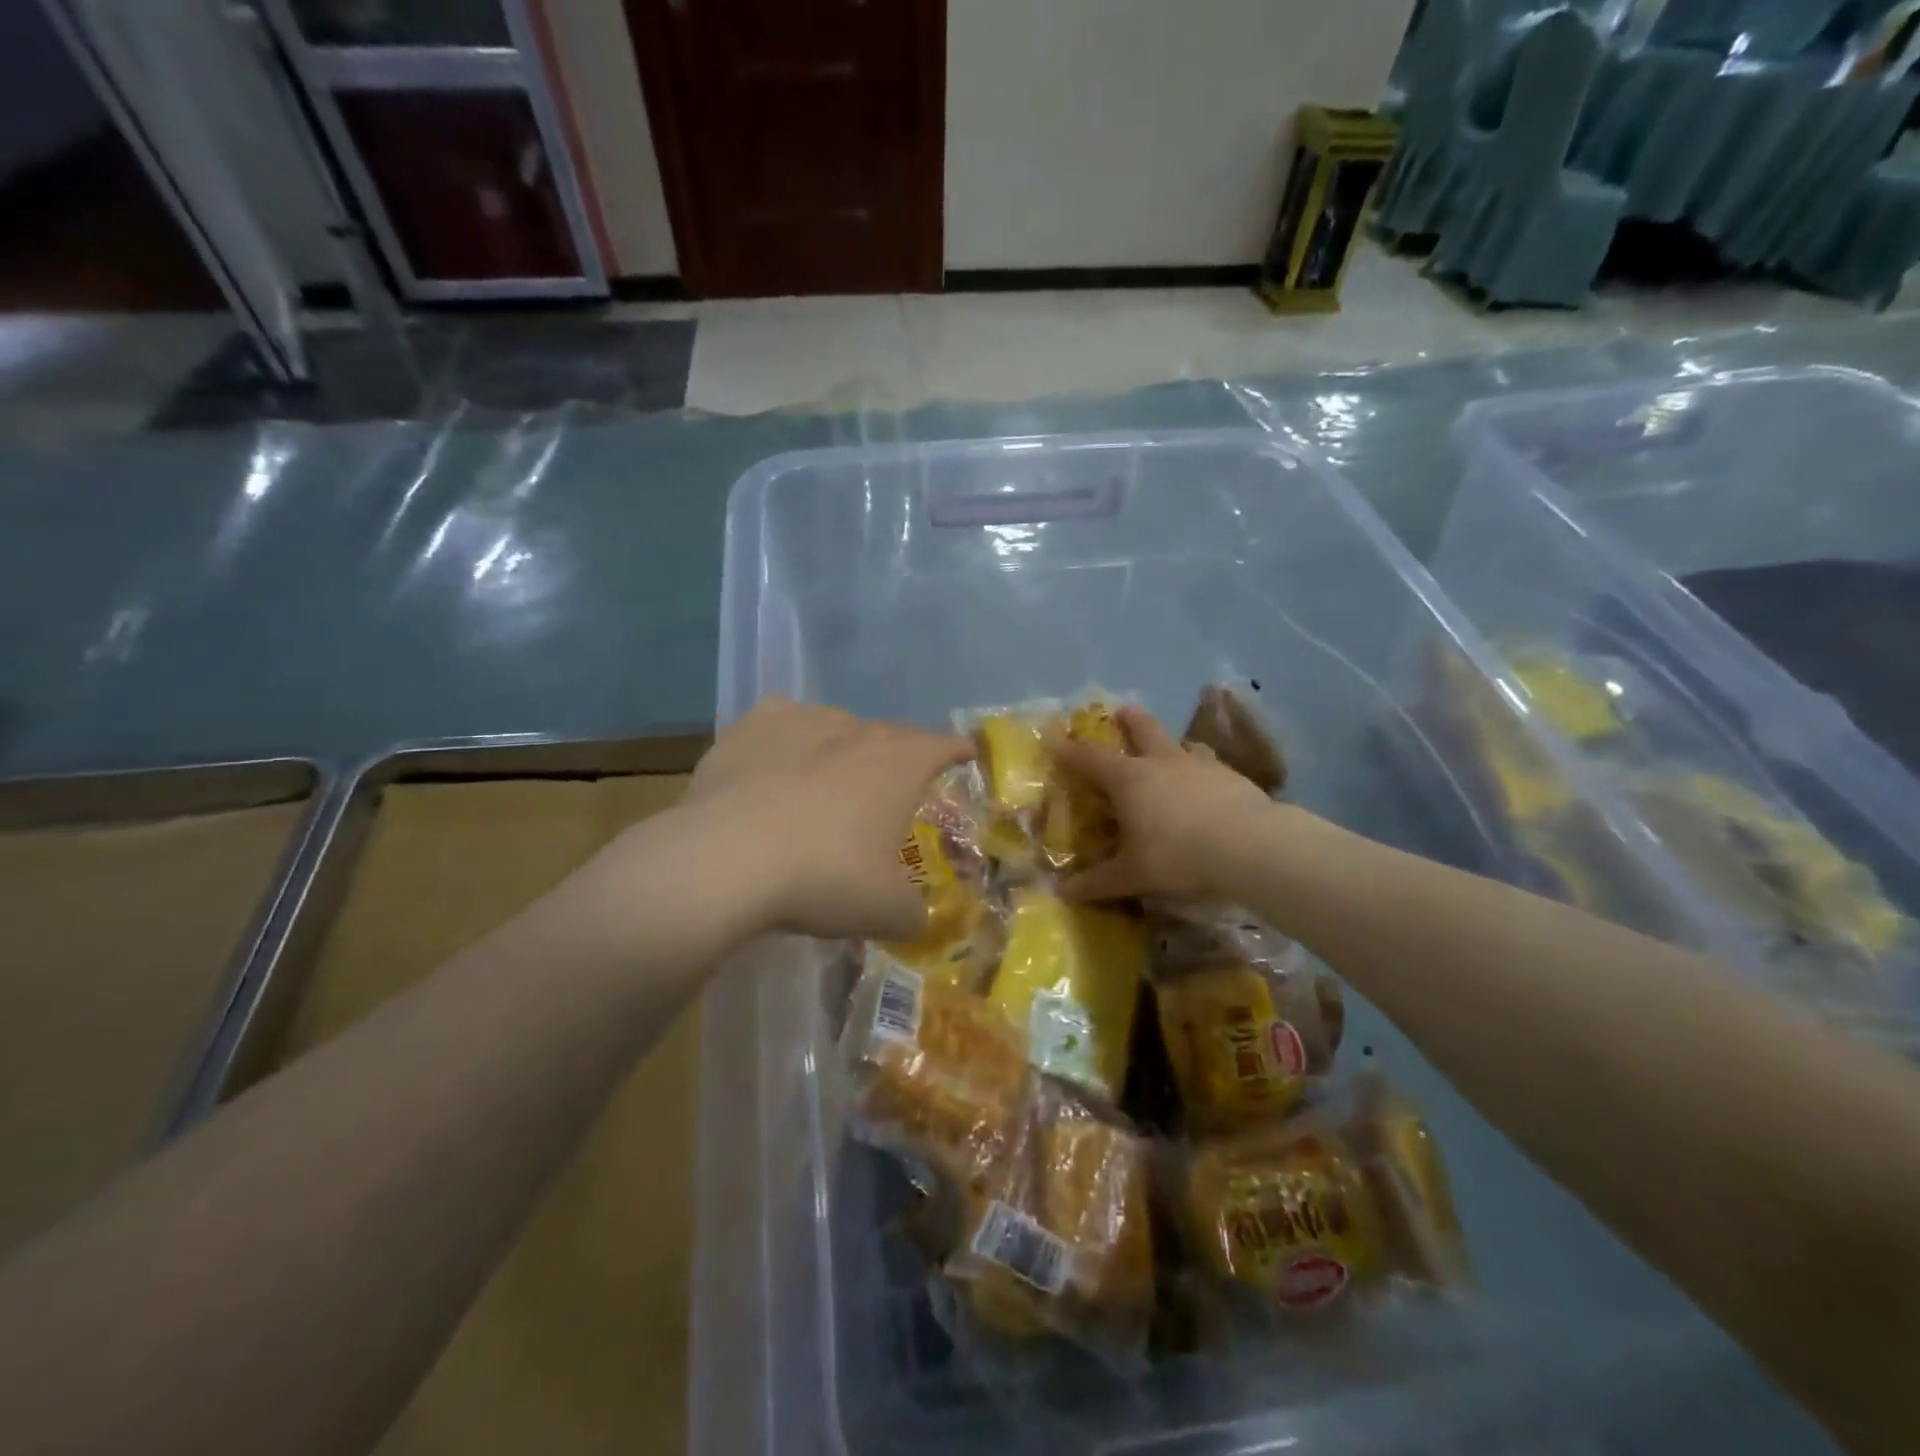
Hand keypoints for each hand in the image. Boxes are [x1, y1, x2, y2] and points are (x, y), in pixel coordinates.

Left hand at [682, 696, 973, 940]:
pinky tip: (775, 765)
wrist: (726, 861)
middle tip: (896, 785)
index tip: (964, 756)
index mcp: (899, 764)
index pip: (943, 746)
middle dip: (899, 756)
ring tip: (831, 780)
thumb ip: (913, 912)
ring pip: (835, 725)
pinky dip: (786, 741)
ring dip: (842, 748)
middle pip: (891, 734)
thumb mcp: (886, 912)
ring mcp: (800, 721)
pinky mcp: (750, 728)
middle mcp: (855, 731)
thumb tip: (915, 916)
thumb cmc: (823, 879)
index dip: (957, 752)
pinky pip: (780, 724)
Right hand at [1053, 704, 1274, 902]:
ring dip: (1172, 744)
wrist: (1249, 846)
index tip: (1056, 741)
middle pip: (1142, 729)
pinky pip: (1211, 765)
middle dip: (1129, 720)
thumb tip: (1061, 892)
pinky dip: (1203, 770)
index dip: (1069, 750)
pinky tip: (1209, 785)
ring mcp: (1200, 765)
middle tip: (1122, 711)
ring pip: (1181, 744)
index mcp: (1129, 779)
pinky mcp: (1232, 776)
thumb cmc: (1178, 855)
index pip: (1089, 758)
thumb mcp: (1132, 875)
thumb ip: (1097, 882)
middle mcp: (1161, 762)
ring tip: (1172, 750)